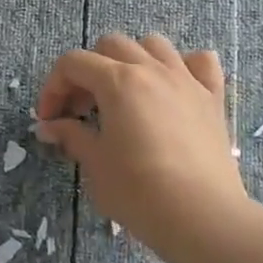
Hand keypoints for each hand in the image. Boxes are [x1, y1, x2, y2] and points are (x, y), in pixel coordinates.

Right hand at [33, 33, 249, 257]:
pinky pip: (200, 62)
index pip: (73, 63)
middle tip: (82, 110)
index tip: (49, 119)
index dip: (53, 87)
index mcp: (118, 82)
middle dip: (89, 71)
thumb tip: (50, 126)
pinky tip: (173, 88)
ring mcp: (186, 80)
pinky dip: (183, 66)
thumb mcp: (95, 165)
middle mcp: (152, 69)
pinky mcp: (213, 98)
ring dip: (132, 60)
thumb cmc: (139, 192)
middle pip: (111, 45)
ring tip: (125, 93)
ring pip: (154, 45)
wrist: (202, 217)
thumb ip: (71, 136)